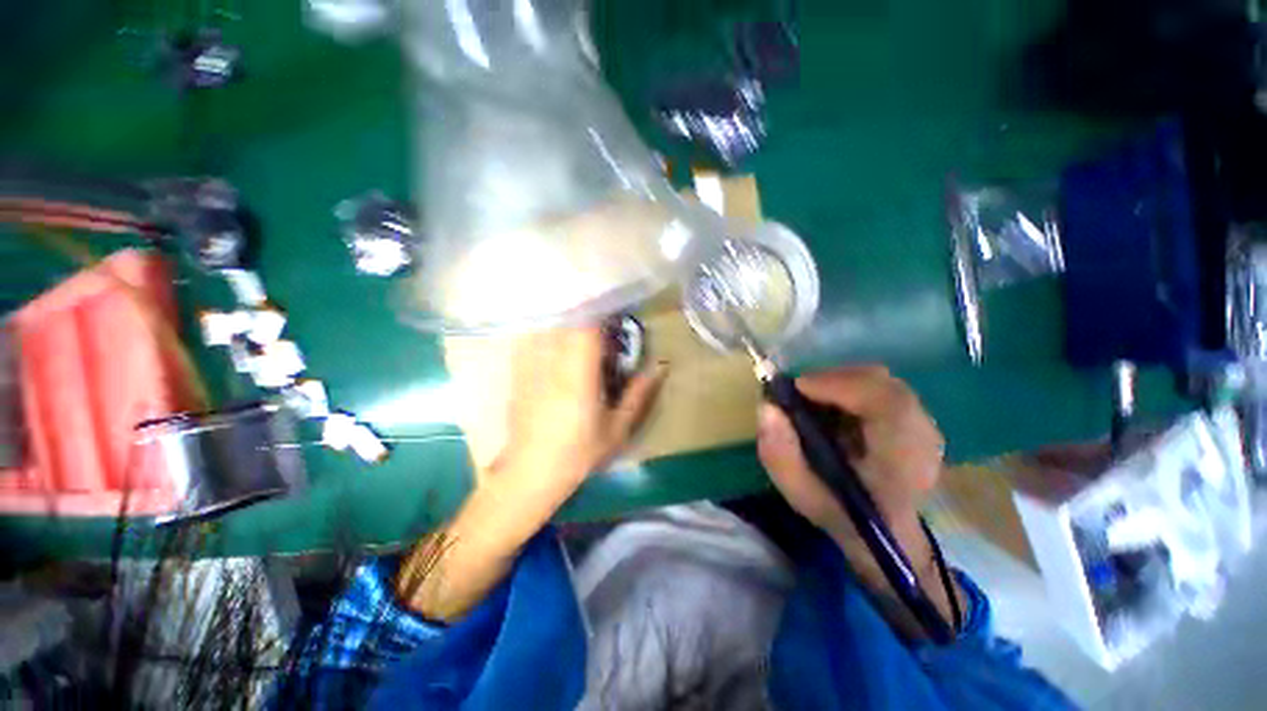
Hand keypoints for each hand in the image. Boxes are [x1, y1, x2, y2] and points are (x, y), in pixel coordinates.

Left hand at [495, 326, 665, 494]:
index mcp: (578, 376)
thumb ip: (639, 394)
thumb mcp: (618, 429)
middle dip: (587, 310)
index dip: (602, 310)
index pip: (587, 327)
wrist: (531, 472)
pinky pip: (530, 336)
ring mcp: (531, 366)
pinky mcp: (519, 371)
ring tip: (580, 321)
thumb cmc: (579, 453)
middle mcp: (552, 364)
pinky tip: (555, 335)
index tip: (617, 308)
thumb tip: (661, 366)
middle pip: (566, 319)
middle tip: (603, 318)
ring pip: (547, 323)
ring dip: (566, 316)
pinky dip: (545, 328)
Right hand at [756, 367, 948, 610]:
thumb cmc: (843, 515)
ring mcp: (925, 423)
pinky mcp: (916, 416)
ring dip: (837, 384)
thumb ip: (779, 454)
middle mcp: (923, 437)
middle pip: (880, 383)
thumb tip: (767, 407)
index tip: (798, 388)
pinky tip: (831, 408)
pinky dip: (847, 388)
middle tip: (797, 394)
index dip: (839, 385)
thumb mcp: (801, 494)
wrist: (886, 533)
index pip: (887, 404)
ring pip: (877, 381)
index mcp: (902, 463)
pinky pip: (878, 386)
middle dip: (830, 380)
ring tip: (812, 403)